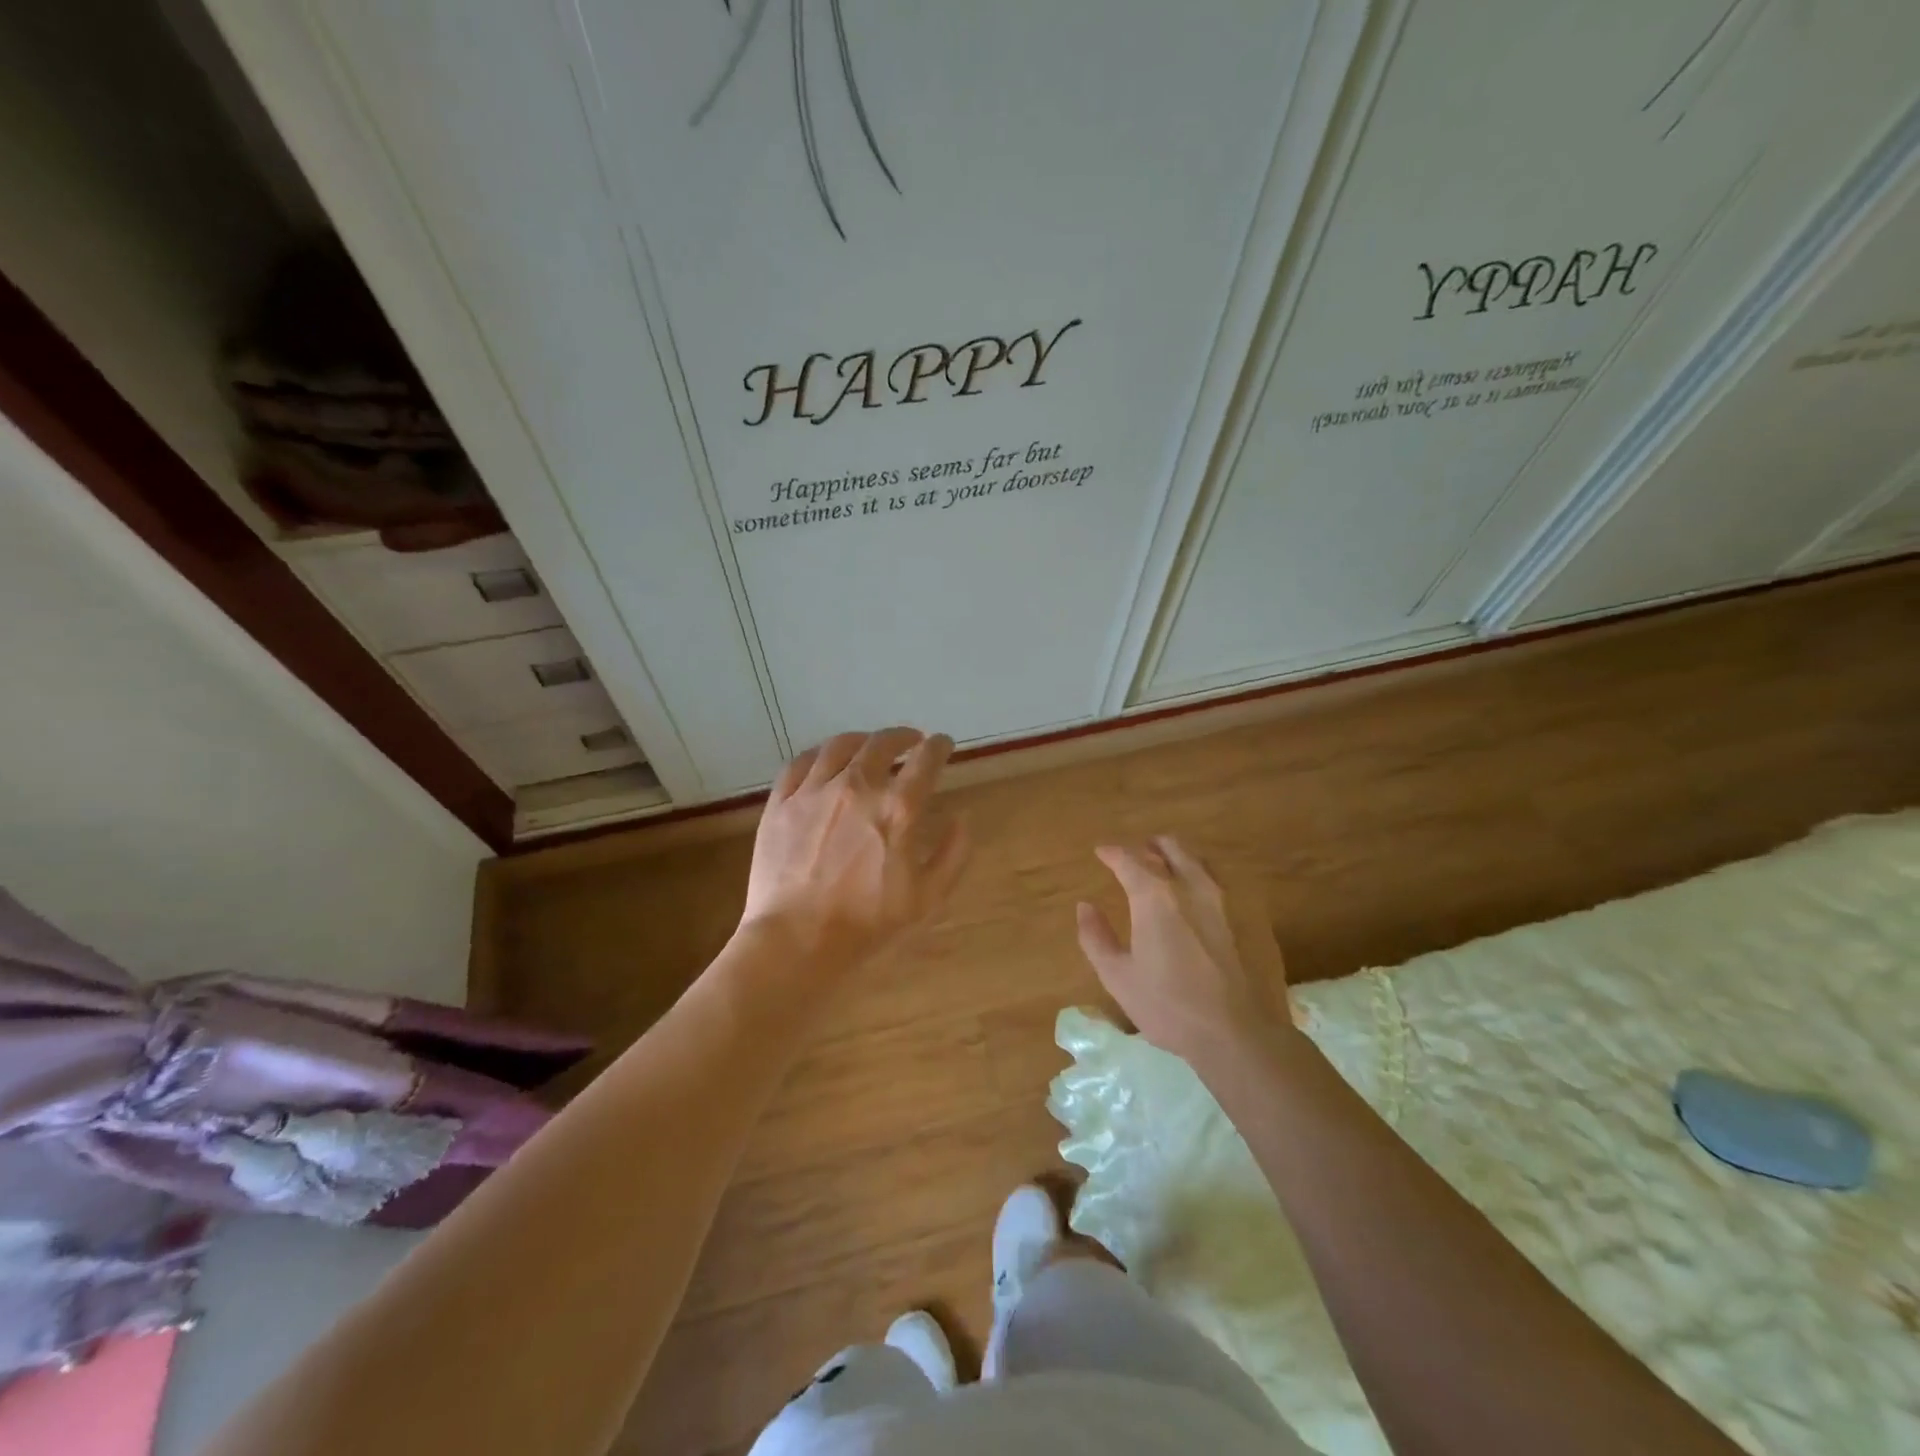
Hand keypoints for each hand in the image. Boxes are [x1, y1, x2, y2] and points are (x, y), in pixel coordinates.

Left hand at [740, 728, 968, 970]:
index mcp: (897, 808)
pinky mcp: (782, 802)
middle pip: (883, 743)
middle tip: (911, 742)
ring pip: (841, 745)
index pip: (926, 760)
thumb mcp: (927, 898)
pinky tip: (826, 759)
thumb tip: (962, 818)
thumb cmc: (866, 924)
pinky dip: (820, 753)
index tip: (943, 744)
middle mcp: (857, 787)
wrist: (795, 940)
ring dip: (863, 739)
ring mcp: (814, 791)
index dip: (939, 746)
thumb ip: (952, 854)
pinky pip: (801, 762)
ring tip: (870, 745)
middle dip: (903, 736)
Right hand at [1075, 837, 1287, 1064]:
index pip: (1129, 858)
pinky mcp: (1254, 916)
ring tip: (1169, 871)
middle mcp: (1193, 885)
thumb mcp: (1118, 978)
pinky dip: (1205, 879)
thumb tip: (1085, 906)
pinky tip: (1202, 900)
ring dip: (1179, 858)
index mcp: (1155, 896)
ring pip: (1200, 860)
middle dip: (1149, 846)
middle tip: (1137, 856)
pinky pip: (1224, 882)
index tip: (1101, 853)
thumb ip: (1096, 937)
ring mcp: (1228, 898)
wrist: (1242, 1035)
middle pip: (1170, 847)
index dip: (1112, 853)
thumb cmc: (1170, 1008)